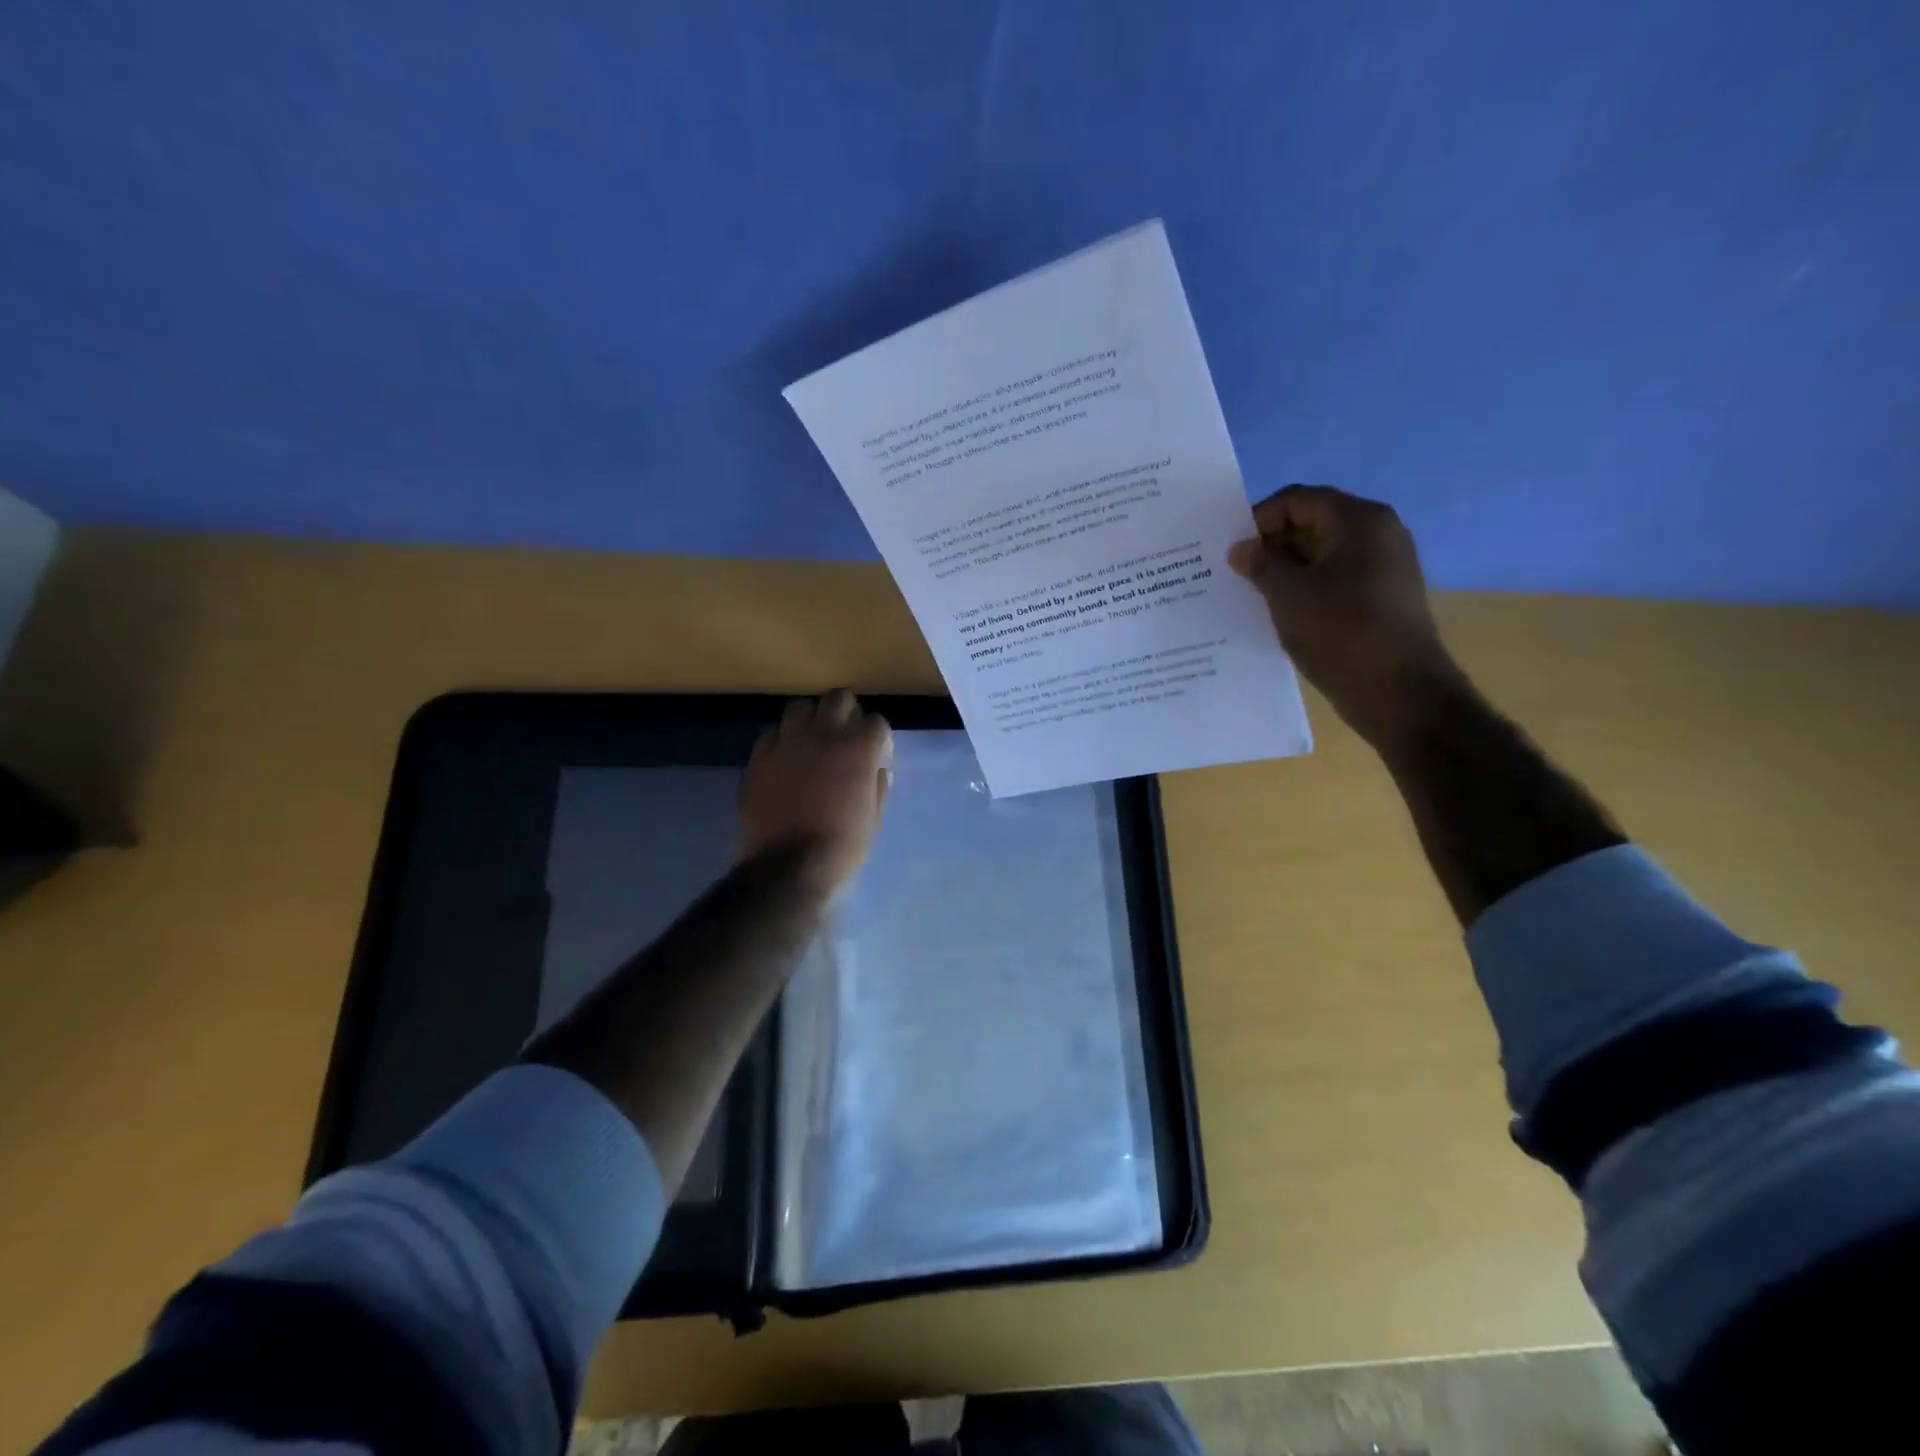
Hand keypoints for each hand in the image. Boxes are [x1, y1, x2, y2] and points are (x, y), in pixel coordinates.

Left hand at [739, 689, 892, 894]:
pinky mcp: (760, 757)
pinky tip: (785, 760)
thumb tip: (879, 771)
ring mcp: (788, 742)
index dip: (878, 737)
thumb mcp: (872, 820)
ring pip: (801, 708)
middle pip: (838, 698)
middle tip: (846, 736)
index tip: (877, 753)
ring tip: (812, 741)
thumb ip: (877, 788)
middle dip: (846, 712)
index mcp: (858, 749)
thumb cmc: (841, 847)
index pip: (876, 722)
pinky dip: (782, 741)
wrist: (788, 866)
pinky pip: (772, 734)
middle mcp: (824, 734)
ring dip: (811, 720)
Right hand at [1229, 485, 1461, 747]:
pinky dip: (1305, 588)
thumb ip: (1260, 564)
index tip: (1231, 549)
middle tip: (1235, 572)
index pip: (1298, 500)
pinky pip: (1334, 579)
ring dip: (1285, 569)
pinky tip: (1279, 612)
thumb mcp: (1287, 595)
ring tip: (1250, 594)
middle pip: (1312, 523)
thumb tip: (1242, 548)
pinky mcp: (1381, 597)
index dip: (1259, 519)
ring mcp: (1384, 566)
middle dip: (1271, 545)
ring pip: (1322, 554)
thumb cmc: (1340, 632)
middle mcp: (1378, 533)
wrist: (1399, 692)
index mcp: (1359, 520)